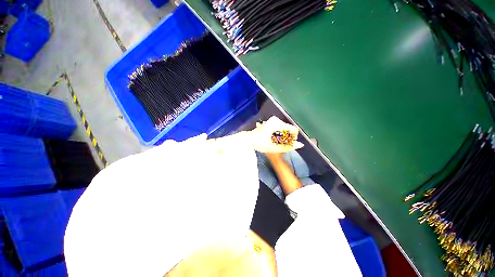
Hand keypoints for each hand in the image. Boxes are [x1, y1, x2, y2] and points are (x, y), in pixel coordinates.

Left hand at [250, 116, 303, 152]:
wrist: (248, 140)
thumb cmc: (260, 144)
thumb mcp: (274, 147)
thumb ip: (288, 147)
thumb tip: (301, 145)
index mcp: (277, 124)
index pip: (293, 129)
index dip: (293, 138)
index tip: (289, 144)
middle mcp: (276, 120)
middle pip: (289, 129)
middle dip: (288, 138)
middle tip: (282, 145)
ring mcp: (273, 120)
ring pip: (285, 128)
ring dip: (284, 136)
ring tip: (277, 143)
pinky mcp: (271, 122)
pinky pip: (280, 128)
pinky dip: (280, 134)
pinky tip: (275, 139)